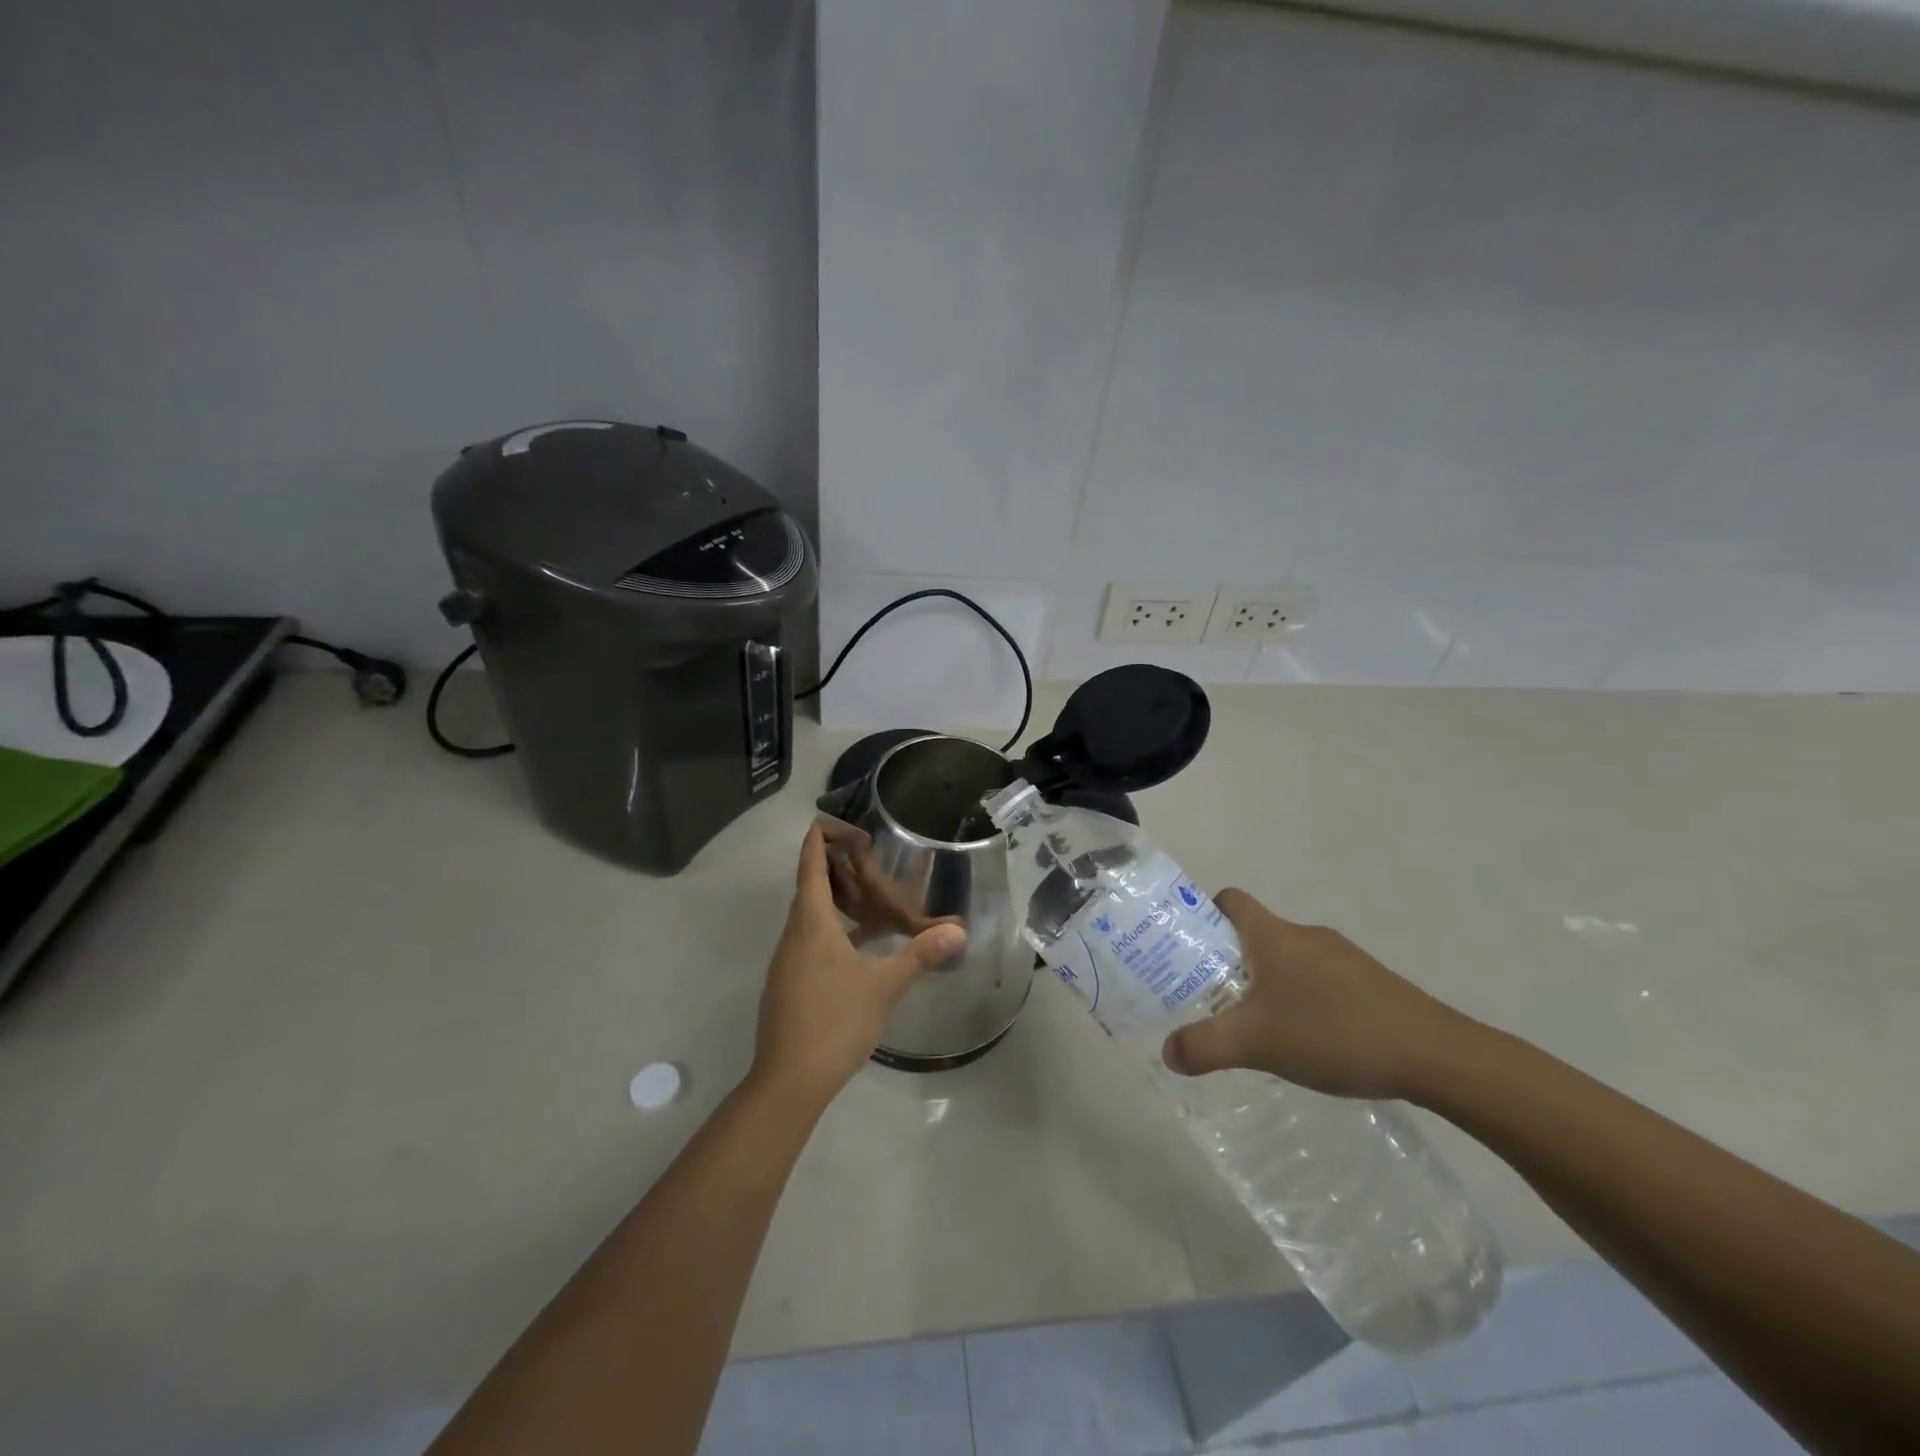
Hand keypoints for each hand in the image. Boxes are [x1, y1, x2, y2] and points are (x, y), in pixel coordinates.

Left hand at [752, 823, 967, 1104]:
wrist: (789, 1080)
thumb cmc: (835, 1021)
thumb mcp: (884, 986)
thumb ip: (919, 954)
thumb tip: (958, 929)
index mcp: (811, 925)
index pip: (810, 867)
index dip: (818, 841)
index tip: (831, 821)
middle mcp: (793, 936)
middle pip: (808, 889)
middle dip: (832, 869)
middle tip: (865, 859)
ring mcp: (787, 962)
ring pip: (809, 918)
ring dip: (834, 902)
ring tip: (869, 899)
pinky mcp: (788, 985)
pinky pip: (809, 941)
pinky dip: (832, 930)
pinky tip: (859, 947)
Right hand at [1161, 889, 1473, 1101]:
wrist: (1434, 1055)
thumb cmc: (1332, 1032)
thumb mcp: (1255, 1043)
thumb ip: (1204, 1046)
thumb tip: (1167, 1053)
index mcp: (1273, 935)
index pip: (1229, 900)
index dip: (1203, 915)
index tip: (1189, 950)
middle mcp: (1305, 934)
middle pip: (1254, 934)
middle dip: (1229, 963)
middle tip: (1213, 1000)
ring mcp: (1341, 956)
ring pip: (1287, 960)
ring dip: (1266, 984)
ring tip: (1260, 1028)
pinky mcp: (1369, 982)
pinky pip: (1318, 979)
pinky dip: (1302, 999)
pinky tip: (1309, 1041)